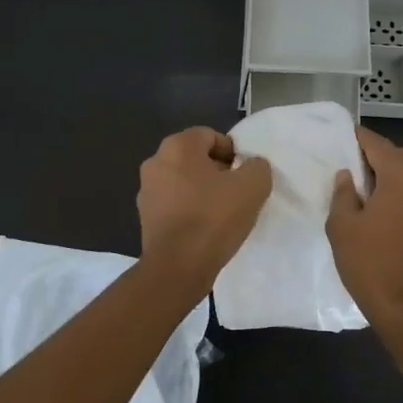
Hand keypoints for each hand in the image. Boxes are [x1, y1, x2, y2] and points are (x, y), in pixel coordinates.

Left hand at [137, 126, 272, 291]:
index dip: (232, 152)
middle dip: (217, 171)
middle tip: (237, 192)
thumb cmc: (214, 218)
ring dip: (202, 192)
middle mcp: (156, 162)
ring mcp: (146, 191)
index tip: (245, 174)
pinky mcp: (145, 218)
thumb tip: (251, 166)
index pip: (210, 136)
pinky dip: (189, 210)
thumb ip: (257, 166)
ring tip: (223, 213)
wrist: (178, 267)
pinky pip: (174, 205)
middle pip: (194, 158)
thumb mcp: (253, 186)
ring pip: (183, 182)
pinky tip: (206, 229)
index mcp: (177, 146)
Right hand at [327, 127, 402, 332]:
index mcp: (401, 178)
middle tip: (354, 162)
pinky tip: (384, 204)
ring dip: (394, 171)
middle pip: (402, 155)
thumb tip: (348, 175)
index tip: (345, 135)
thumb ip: (343, 194)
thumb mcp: (342, 226)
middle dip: (380, 153)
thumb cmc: (369, 263)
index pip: (379, 145)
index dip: (361, 138)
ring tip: (367, 184)